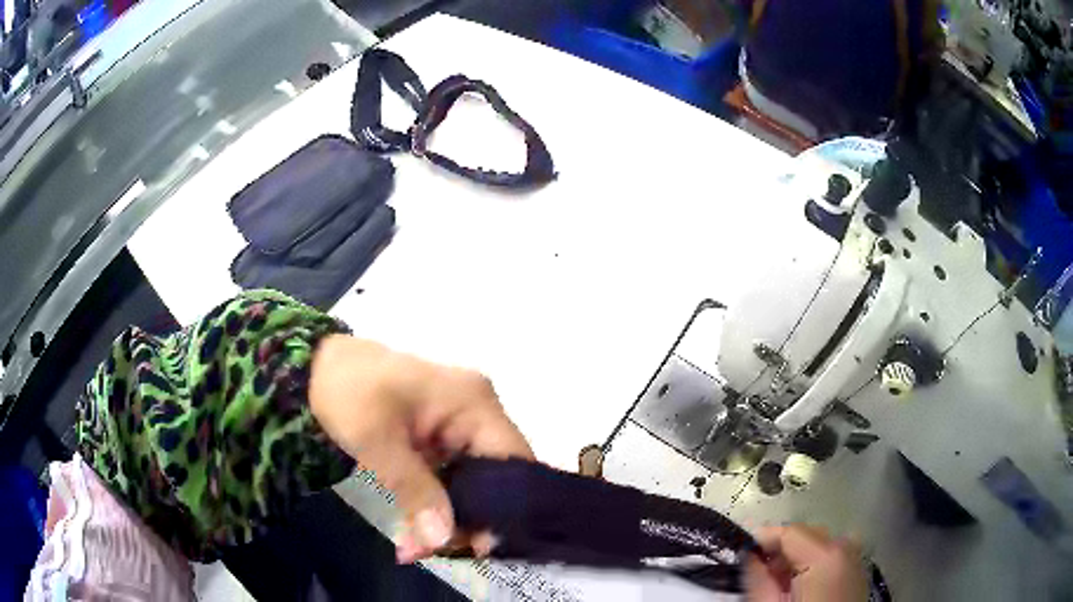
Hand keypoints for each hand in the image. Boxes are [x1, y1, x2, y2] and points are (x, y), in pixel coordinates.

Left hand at [309, 335, 533, 563]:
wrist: (316, 367)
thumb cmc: (347, 390)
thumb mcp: (375, 439)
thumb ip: (411, 489)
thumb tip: (442, 540)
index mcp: (474, 404)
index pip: (514, 462)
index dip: (506, 508)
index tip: (476, 547)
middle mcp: (477, 415)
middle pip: (494, 479)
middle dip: (467, 521)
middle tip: (432, 551)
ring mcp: (458, 429)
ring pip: (471, 486)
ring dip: (445, 519)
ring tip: (412, 548)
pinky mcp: (438, 441)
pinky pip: (449, 481)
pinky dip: (432, 507)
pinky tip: (410, 531)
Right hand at [746, 525, 867, 601]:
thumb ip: (756, 578)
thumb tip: (748, 554)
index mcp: (825, 555)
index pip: (788, 531)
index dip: (762, 538)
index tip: (742, 551)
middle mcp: (846, 547)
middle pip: (806, 534)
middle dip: (780, 550)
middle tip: (759, 573)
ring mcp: (856, 557)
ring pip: (819, 543)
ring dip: (797, 556)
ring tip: (780, 582)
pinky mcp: (858, 569)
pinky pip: (834, 554)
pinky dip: (815, 562)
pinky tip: (802, 585)